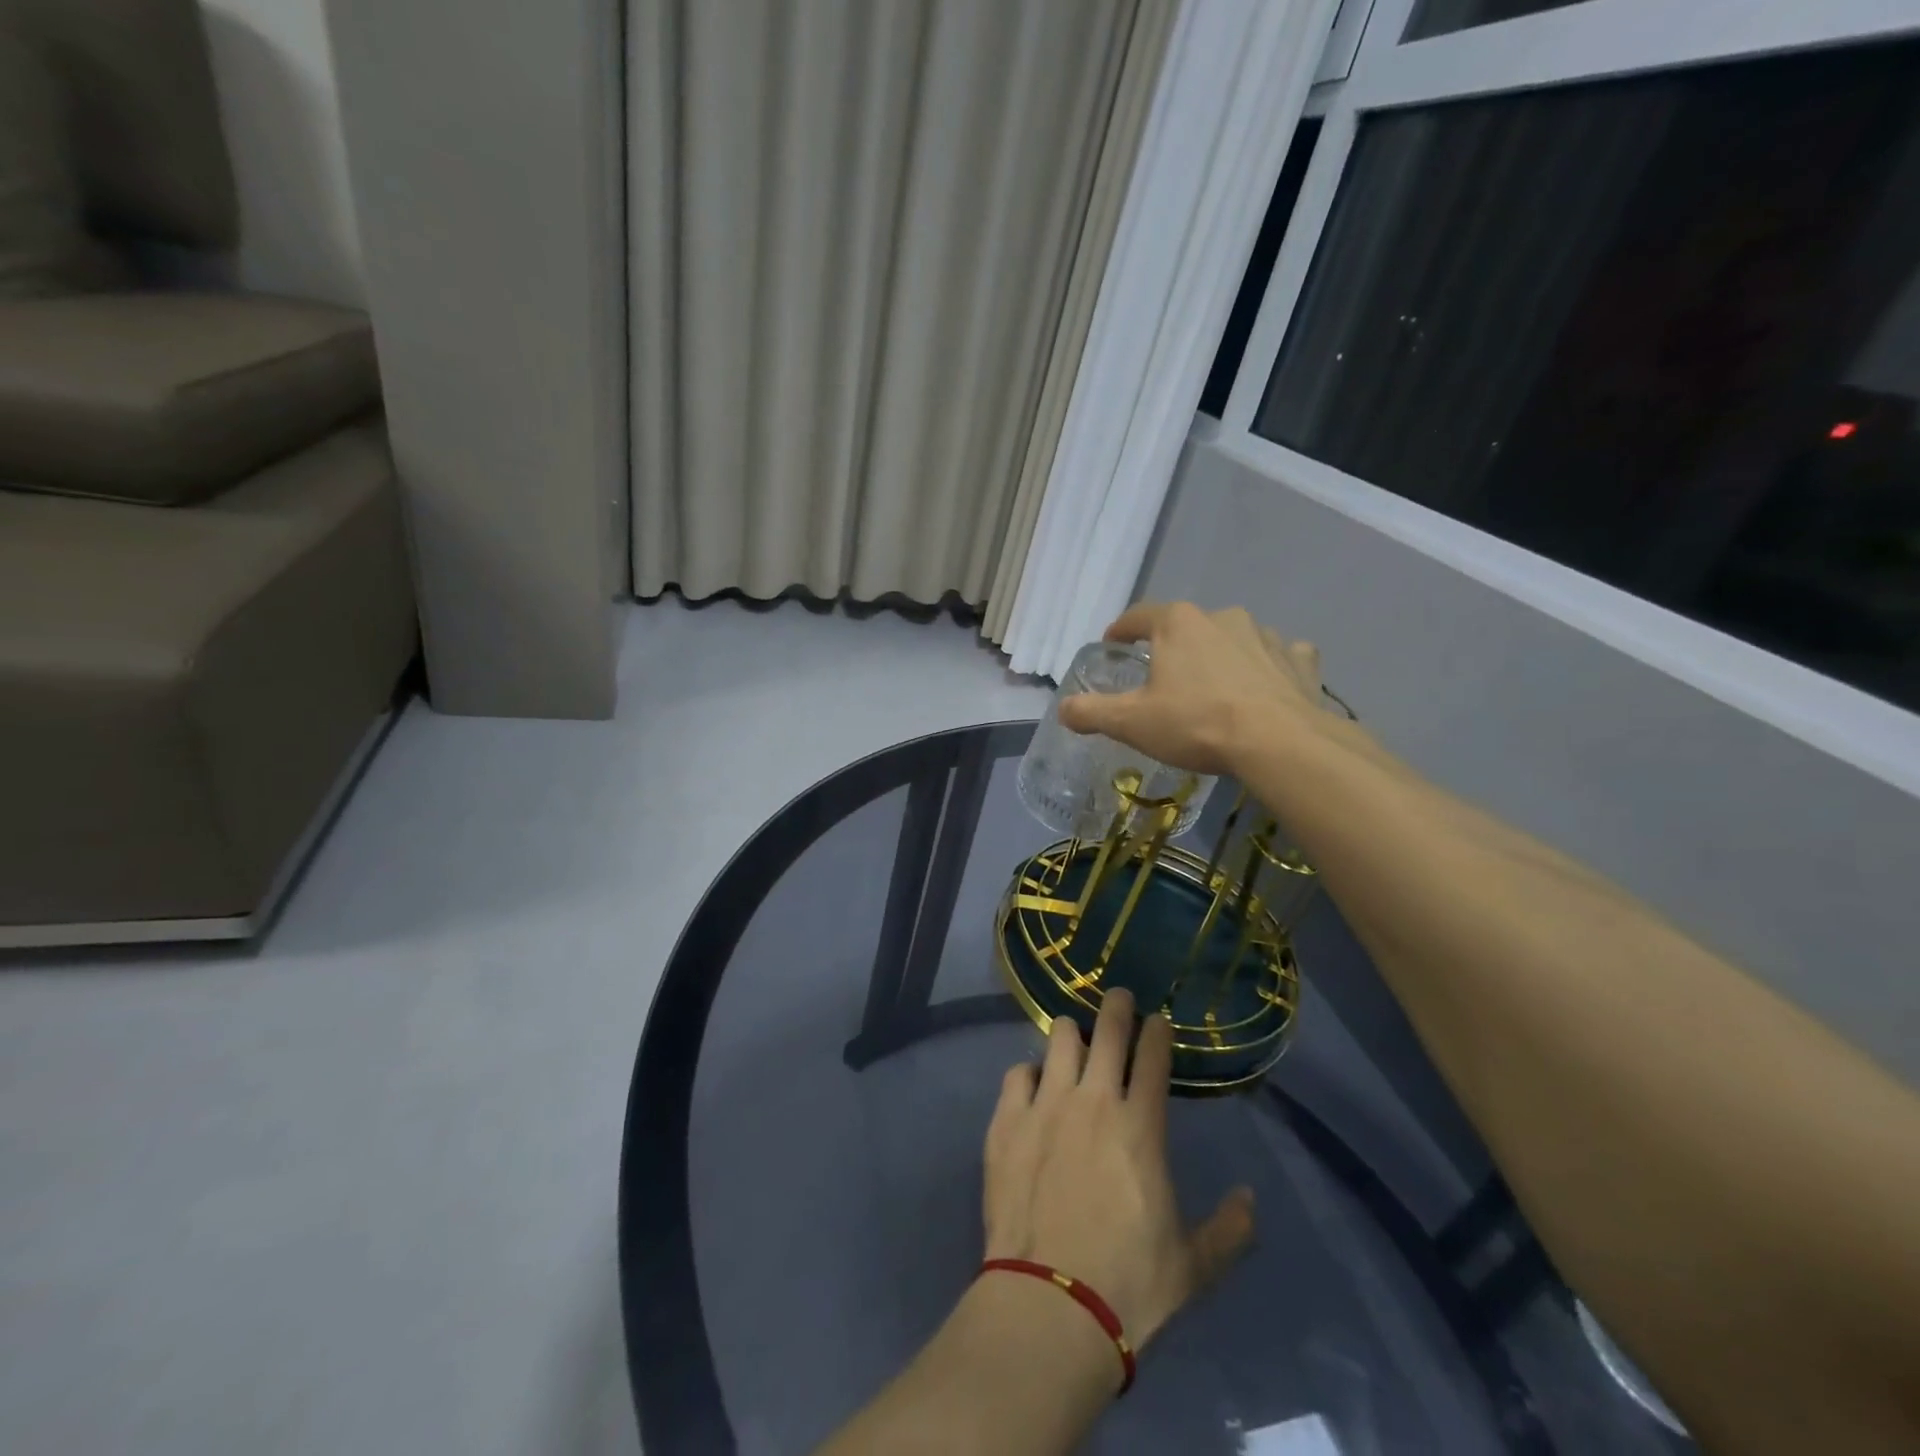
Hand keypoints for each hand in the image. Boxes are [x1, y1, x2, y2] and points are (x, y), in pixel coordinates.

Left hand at [981, 988, 1254, 1351]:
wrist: (1051, 1306)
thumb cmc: (1130, 1286)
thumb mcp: (1195, 1266)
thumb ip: (1230, 1229)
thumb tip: (1250, 1198)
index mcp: (1141, 1126)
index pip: (1153, 1055)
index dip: (1157, 1030)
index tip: (1157, 1021)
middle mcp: (1094, 1100)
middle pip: (1107, 1029)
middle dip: (1116, 1006)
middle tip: (1118, 1000)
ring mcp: (1045, 1105)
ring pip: (1058, 1038)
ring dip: (1070, 1036)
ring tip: (1074, 1045)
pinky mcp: (1006, 1121)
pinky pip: (1017, 1072)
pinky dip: (1029, 1074)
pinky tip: (1033, 1089)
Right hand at [1056, 602, 1327, 775]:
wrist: (1278, 742)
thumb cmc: (1196, 724)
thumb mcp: (1131, 723)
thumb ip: (1091, 712)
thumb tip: (1063, 708)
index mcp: (1177, 623)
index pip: (1138, 616)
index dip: (1121, 630)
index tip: (1113, 644)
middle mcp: (1222, 616)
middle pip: (1187, 627)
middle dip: (1173, 647)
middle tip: (1164, 679)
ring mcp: (1266, 634)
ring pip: (1233, 640)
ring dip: (1220, 656)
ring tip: (1214, 689)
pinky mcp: (1300, 659)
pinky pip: (1277, 656)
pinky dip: (1267, 667)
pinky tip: (1263, 689)